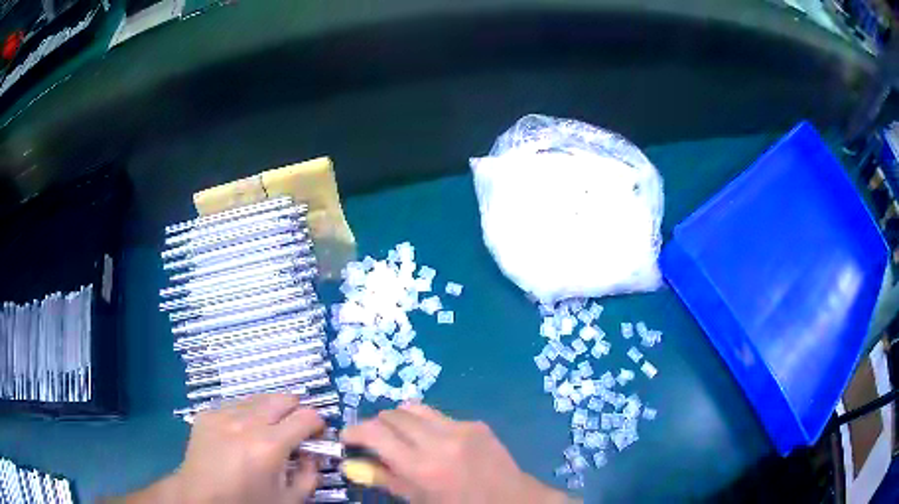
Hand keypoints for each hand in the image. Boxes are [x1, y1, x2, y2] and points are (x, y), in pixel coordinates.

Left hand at [121, 394, 324, 503]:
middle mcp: (246, 422)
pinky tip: (242, 432)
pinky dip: (246, 413)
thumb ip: (310, 475)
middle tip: (295, 429)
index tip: (317, 435)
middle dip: (295, 410)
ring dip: (270, 410)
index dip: (318, 424)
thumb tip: (314, 454)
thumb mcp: (289, 499)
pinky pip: (235, 404)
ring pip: (258, 398)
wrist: (201, 497)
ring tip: (268, 429)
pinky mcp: (207, 413)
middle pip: (282, 398)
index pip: (307, 416)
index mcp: (270, 445)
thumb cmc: (248, 501)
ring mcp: (223, 414)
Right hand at [341, 403, 570, 503]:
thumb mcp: (417, 499)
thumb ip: (383, 478)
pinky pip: (440, 415)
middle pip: (392, 414)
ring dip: (400, 420)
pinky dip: (427, 425)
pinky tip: (435, 443)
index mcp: (422, 466)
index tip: (347, 437)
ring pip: (414, 407)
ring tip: (401, 438)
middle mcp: (439, 440)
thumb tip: (351, 464)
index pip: (375, 433)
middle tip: (375, 441)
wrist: (511, 501)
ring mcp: (461, 428)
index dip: (355, 431)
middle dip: (377, 425)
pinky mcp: (476, 423)